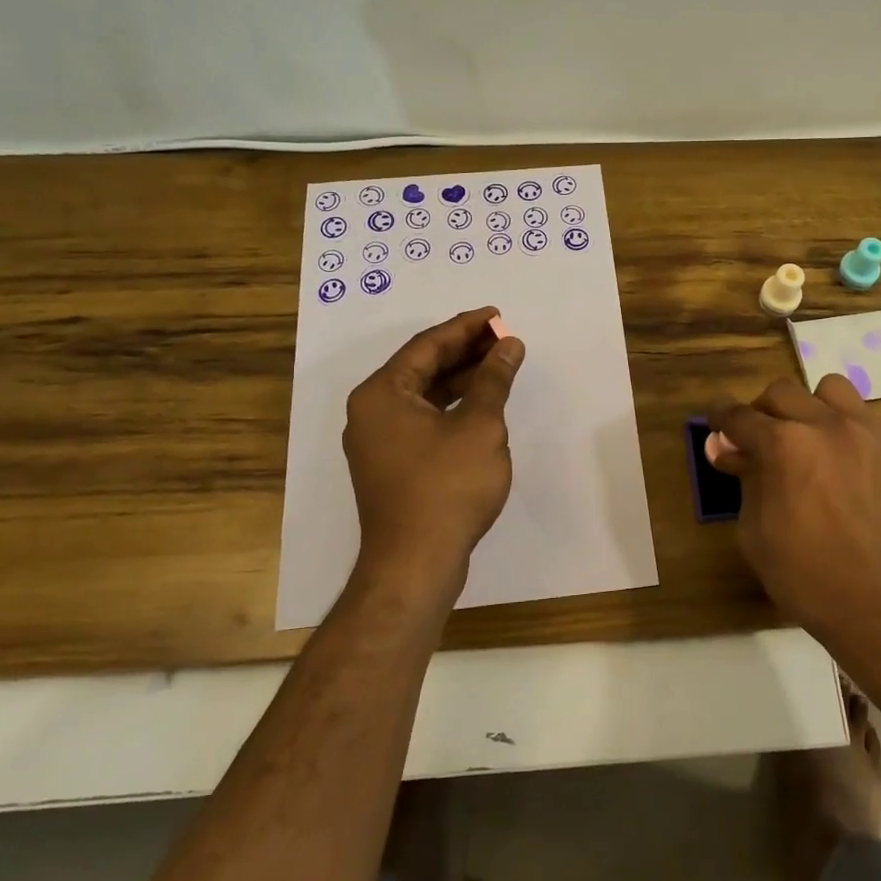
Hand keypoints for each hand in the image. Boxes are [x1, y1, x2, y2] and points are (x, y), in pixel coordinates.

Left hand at [342, 306, 524, 603]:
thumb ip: (493, 379)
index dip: (466, 327)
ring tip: (499, 366)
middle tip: (503, 338)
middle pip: (422, 367)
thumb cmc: (447, 486)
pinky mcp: (391, 466)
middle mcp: (371, 411)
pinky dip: (451, 407)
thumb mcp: (479, 425)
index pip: (427, 345)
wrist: (415, 565)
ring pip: (423, 395)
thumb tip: (508, 345)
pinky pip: (422, 420)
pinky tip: (480, 405)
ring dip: (460, 379)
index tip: (497, 315)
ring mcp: (378, 441)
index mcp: (382, 393)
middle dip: (465, 351)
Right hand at [708, 375, 880, 650]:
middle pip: (780, 393)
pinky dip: (836, 420)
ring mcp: (862, 432)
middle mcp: (823, 424)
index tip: (714, 428)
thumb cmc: (808, 578)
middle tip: (753, 444)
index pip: (740, 417)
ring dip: (804, 407)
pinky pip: (857, 412)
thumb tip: (730, 451)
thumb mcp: (755, 533)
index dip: (720, 421)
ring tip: (800, 438)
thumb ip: (744, 481)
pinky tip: (830, 454)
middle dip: (759, 414)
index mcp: (783, 445)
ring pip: (825, 389)